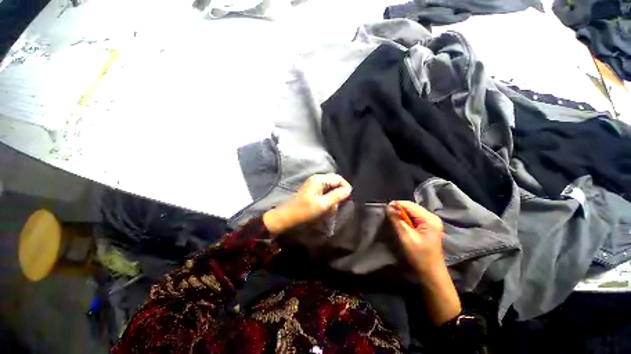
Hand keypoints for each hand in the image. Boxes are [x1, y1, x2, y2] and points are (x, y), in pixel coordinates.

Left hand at [263, 174, 351, 234]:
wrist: (286, 216)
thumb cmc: (304, 211)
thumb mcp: (323, 204)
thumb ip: (337, 196)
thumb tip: (349, 189)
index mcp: (319, 179)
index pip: (338, 178)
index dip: (345, 187)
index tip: (349, 198)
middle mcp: (317, 178)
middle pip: (334, 181)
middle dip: (340, 191)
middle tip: (343, 202)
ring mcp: (314, 183)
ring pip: (330, 186)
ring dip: (335, 195)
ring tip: (336, 205)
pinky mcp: (312, 189)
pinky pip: (325, 190)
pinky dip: (329, 197)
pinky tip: (329, 205)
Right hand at [387, 201, 460, 324]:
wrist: (431, 272)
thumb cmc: (419, 255)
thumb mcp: (406, 237)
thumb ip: (397, 220)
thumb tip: (388, 206)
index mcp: (429, 218)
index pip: (409, 205)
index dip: (396, 205)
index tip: (385, 211)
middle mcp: (431, 217)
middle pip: (411, 207)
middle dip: (399, 210)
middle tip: (389, 217)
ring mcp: (431, 221)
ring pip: (412, 212)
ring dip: (402, 215)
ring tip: (394, 221)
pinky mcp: (428, 226)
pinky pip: (414, 217)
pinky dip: (406, 219)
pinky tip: (402, 225)